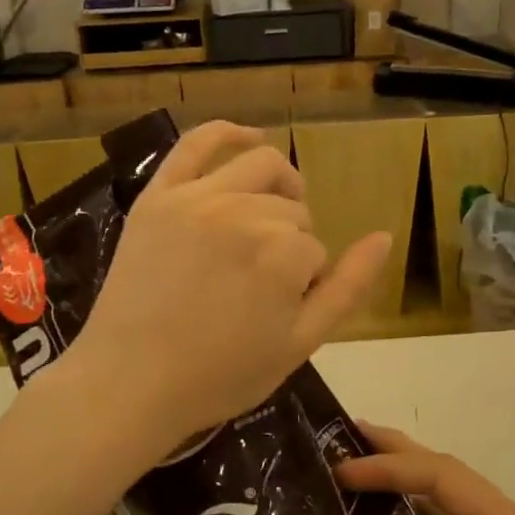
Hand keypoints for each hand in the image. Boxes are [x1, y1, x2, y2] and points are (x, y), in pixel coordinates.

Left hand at [70, 121, 389, 451]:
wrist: (130, 383)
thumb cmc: (220, 375)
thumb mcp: (300, 344)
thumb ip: (348, 288)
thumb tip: (384, 236)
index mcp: (284, 253)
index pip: (315, 251)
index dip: (302, 284)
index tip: (273, 312)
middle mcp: (246, 213)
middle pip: (291, 210)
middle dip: (288, 243)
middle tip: (260, 284)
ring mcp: (197, 198)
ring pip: (261, 169)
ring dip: (278, 189)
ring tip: (269, 217)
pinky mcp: (159, 195)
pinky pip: (196, 143)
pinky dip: (228, 132)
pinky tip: (249, 134)